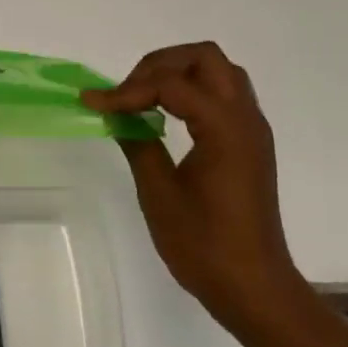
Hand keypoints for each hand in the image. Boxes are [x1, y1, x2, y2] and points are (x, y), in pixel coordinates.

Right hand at [82, 43, 301, 338]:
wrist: (254, 288)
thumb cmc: (205, 246)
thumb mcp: (159, 194)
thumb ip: (138, 144)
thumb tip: (118, 116)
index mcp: (224, 128)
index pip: (171, 85)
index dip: (128, 90)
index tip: (93, 103)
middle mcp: (245, 118)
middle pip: (205, 58)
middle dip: (160, 65)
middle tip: (128, 91)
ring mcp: (252, 130)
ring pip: (219, 72)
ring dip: (180, 73)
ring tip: (145, 98)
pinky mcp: (250, 145)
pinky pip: (224, 95)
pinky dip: (194, 92)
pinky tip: (168, 117)